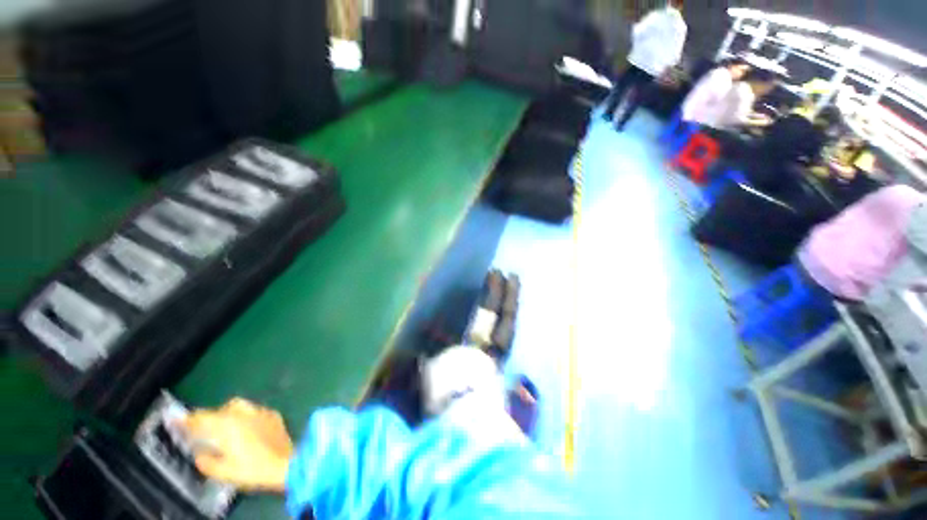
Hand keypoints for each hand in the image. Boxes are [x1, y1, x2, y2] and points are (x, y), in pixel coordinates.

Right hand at [181, 398, 294, 492]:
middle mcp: (244, 413)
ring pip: (241, 407)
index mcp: (226, 425)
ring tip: (229, 430)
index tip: (178, 420)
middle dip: (214, 416)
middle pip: (223, 408)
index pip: (202, 418)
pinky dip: (249, 418)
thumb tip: (200, 455)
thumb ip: (206, 462)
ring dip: (232, 415)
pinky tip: (250, 430)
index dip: (188, 420)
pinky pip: (256, 412)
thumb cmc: (252, 470)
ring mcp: (261, 412)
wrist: (285, 464)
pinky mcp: (274, 415)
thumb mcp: (222, 472)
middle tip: (209, 430)